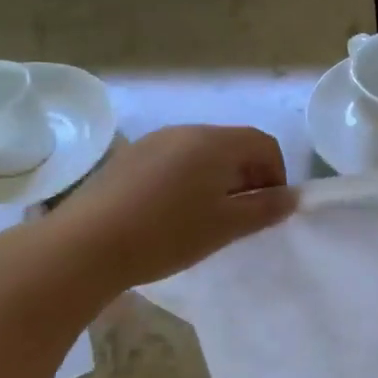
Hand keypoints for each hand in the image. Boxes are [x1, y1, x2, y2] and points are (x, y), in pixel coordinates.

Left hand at [48, 125, 294, 288]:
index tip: (269, 208)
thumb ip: (265, 209)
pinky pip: (173, 161)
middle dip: (248, 177)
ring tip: (207, 218)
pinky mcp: (128, 158)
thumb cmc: (167, 234)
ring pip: (201, 154)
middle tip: (243, 217)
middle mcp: (185, 131)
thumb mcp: (225, 227)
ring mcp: (153, 142)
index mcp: (215, 142)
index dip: (277, 174)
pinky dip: (188, 180)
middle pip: (233, 145)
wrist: (85, 246)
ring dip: (218, 179)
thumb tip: (293, 197)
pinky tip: (172, 214)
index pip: (263, 144)